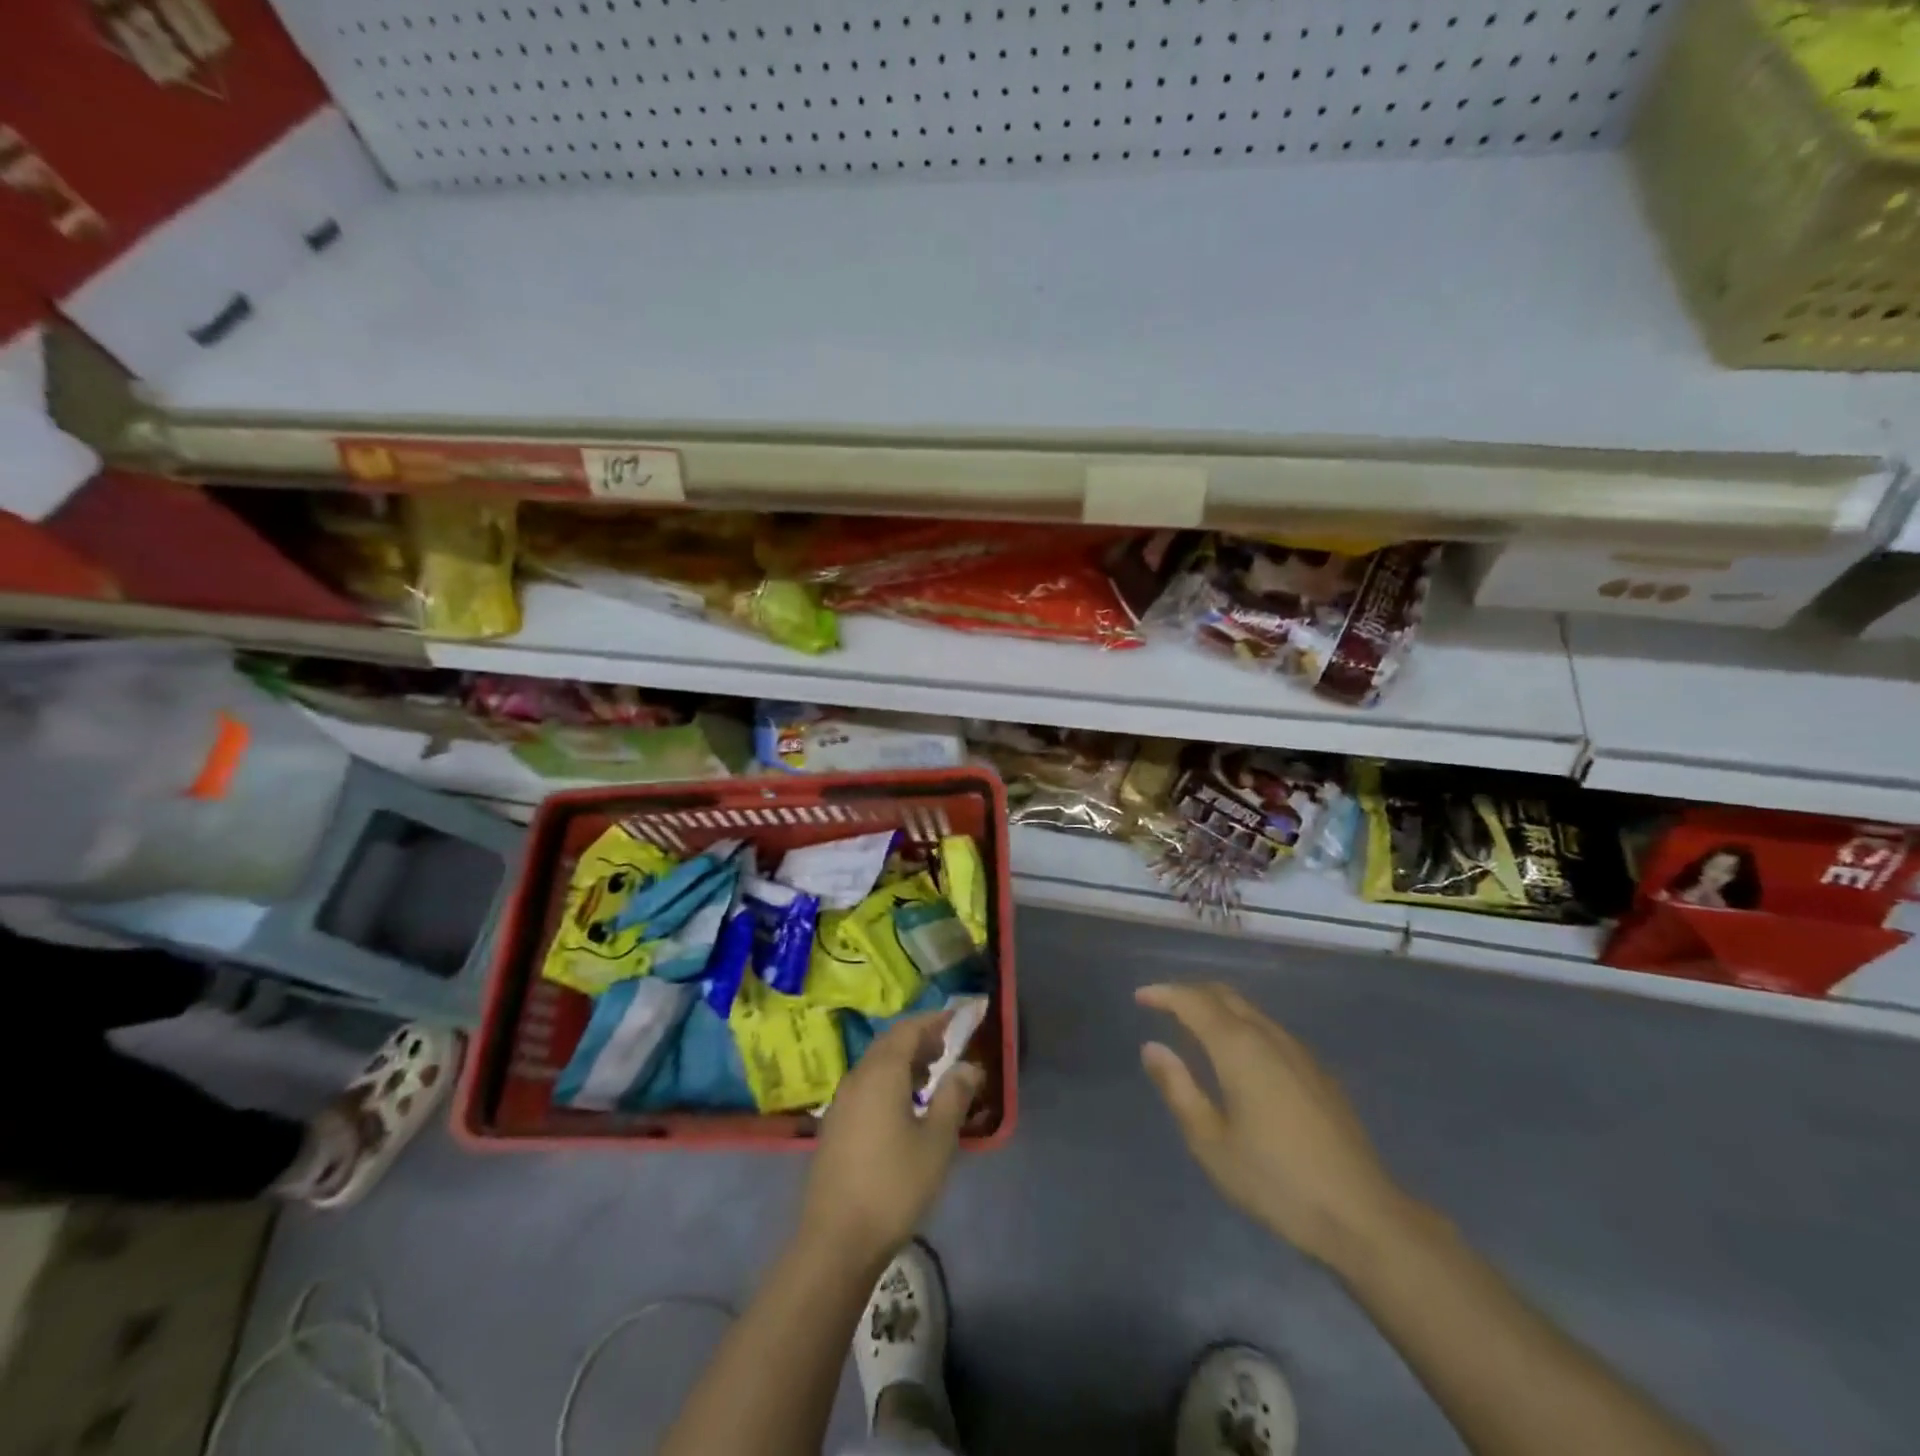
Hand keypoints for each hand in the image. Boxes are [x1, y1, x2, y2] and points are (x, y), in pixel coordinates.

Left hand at [799, 1010, 982, 1265]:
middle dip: (918, 1039)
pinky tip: (903, 1108)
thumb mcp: (936, 1141)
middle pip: (889, 1044)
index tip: (957, 1020)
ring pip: (875, 1065)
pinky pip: (865, 1086)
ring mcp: (841, 1102)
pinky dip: (888, 1082)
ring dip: (902, 1062)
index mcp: (881, 1072)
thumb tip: (968, 1066)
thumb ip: (954, 1096)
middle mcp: (857, 1077)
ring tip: (929, 1078)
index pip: (908, 1029)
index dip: (933, 1021)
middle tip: (946, 1048)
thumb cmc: (894, 1185)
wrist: (836, 1239)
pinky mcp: (834, 1126)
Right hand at [1137, 982, 1411, 1268]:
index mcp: (1238, 1048)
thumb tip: (1152, 1048)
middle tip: (1162, 1005)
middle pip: (1224, 995)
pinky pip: (1269, 1029)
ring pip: (1250, 1010)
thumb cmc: (1275, 1181)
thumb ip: (1178, 1089)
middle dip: (1190, 992)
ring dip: (1217, 1007)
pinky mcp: (1318, 1072)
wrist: (1362, 1215)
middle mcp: (1269, 1036)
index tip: (1140, 998)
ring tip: (1193, 1027)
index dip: (1164, 994)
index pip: (1193, 1001)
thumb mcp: (1211, 1143)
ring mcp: (1299, 1052)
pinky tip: (1237, 1055)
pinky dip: (1241, 1024)